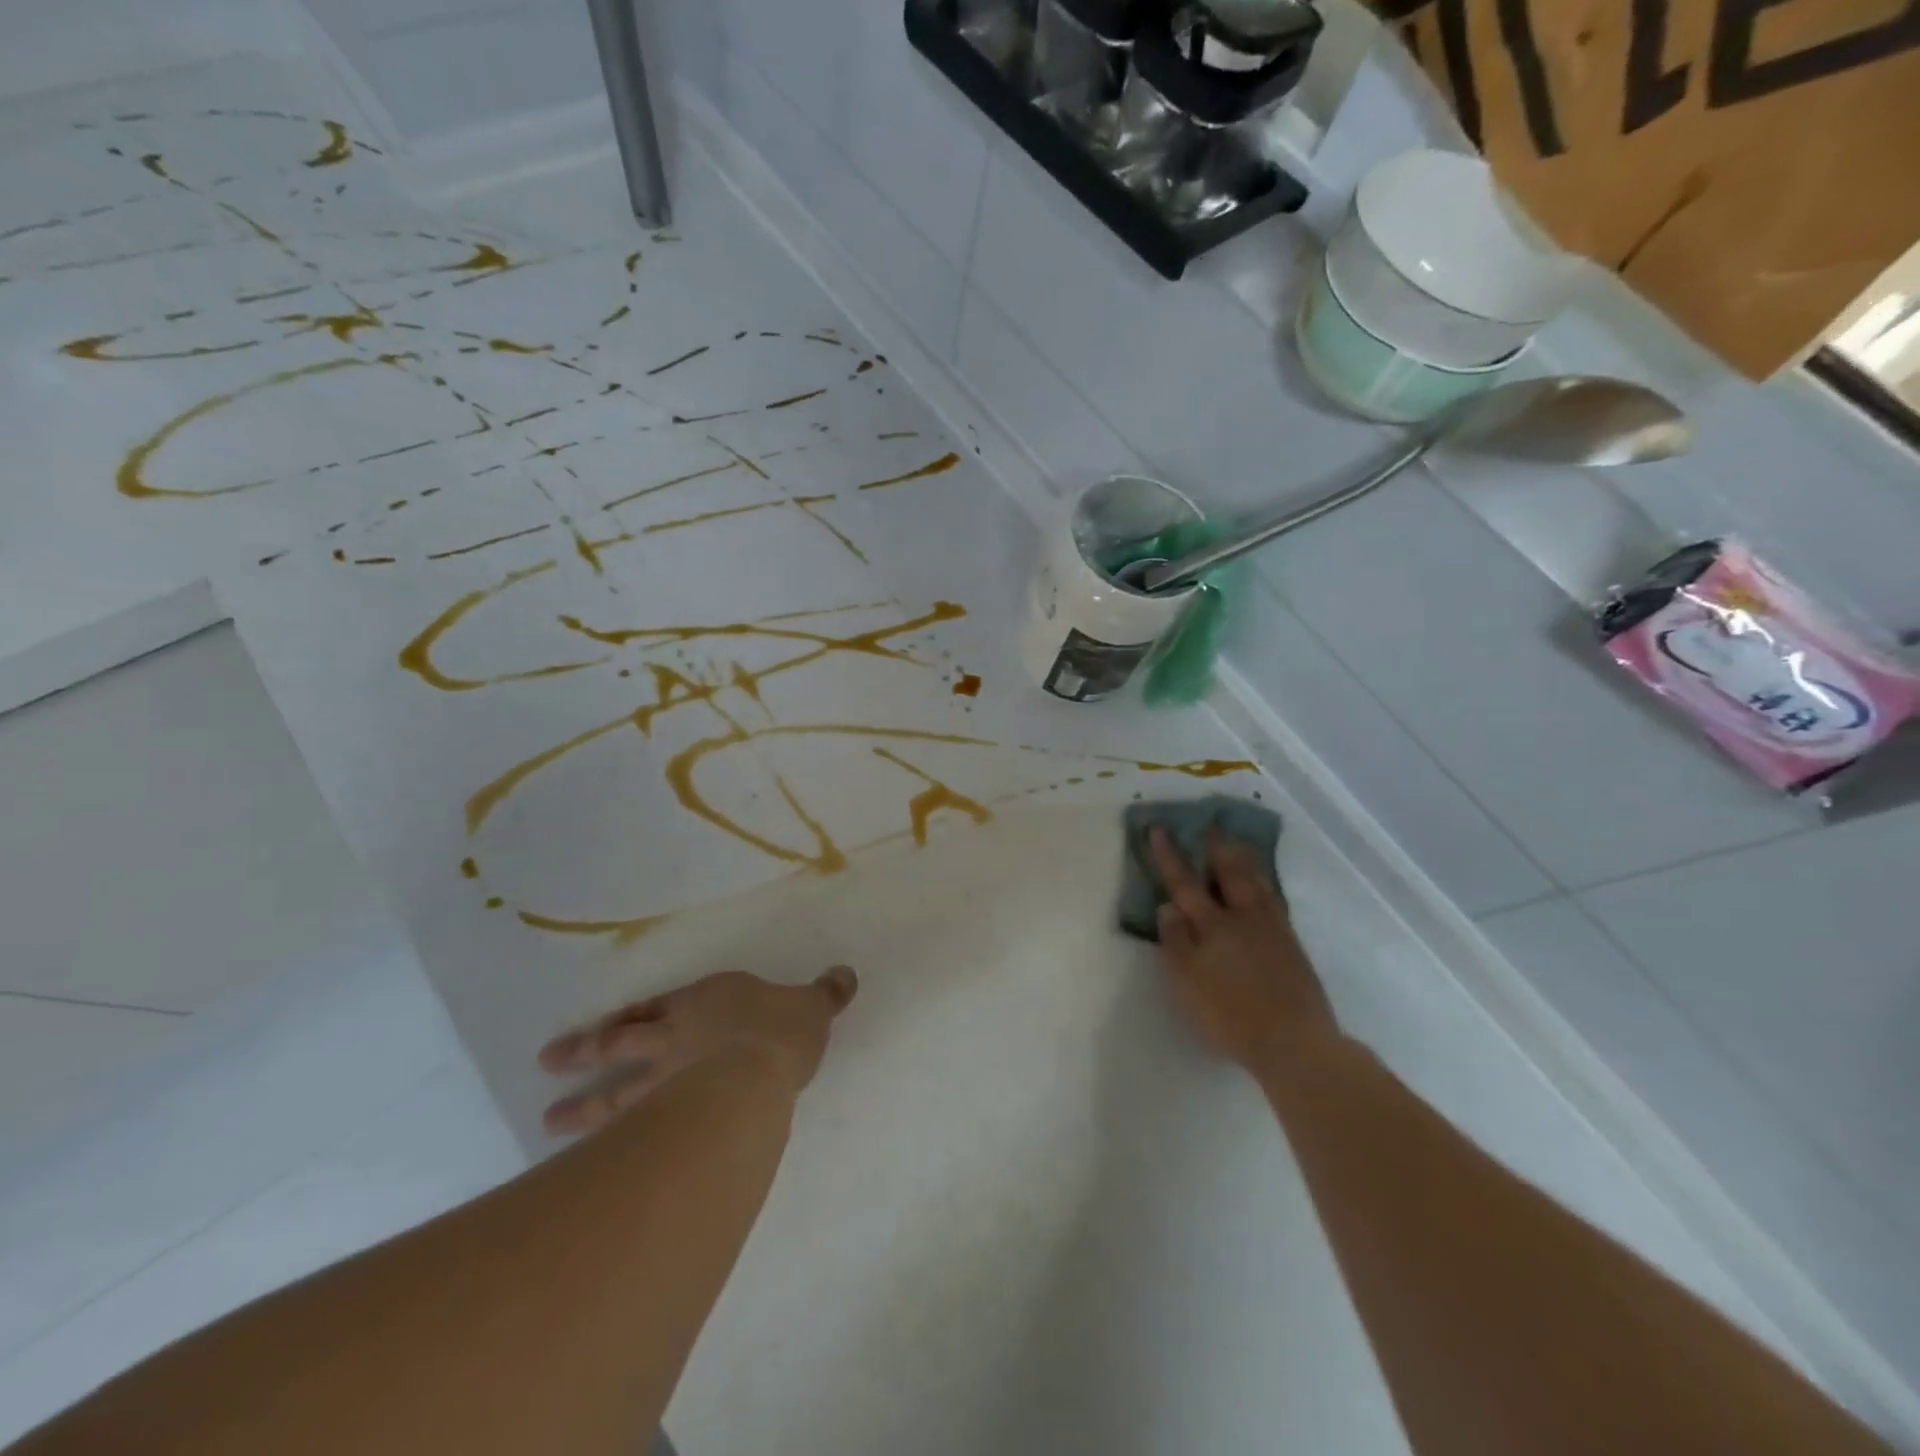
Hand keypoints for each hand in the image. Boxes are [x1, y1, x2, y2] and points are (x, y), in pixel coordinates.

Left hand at [537, 966, 857, 1134]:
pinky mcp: (664, 1116)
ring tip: (547, 1121)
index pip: (656, 1008)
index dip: (630, 1016)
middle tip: (547, 1064)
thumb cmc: (782, 1030)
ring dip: (581, 1104)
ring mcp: (664, 1080)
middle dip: (585, 1053)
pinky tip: (579, 1160)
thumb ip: (827, 992)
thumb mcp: (814, 1005)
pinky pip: (626, 1127)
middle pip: (620, 1044)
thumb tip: (847, 975)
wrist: (759, 1070)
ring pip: (613, 1090)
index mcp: (705, 1004)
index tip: (604, 1028)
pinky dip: (601, 1141)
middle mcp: (675, 1037)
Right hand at [1149, 827, 1339, 1072]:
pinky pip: (1274, 900)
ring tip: (1238, 842)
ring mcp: (1272, 930)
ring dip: (1244, 859)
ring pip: (1257, 883)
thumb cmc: (1231, 1015)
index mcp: (1213, 926)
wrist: (1294, 1043)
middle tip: (1211, 823)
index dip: (1170, 857)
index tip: (1159, 829)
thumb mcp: (1188, 982)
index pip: (1185, 884)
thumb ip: (1175, 941)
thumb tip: (1167, 906)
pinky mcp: (1291, 946)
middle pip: (1229, 873)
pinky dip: (1264, 884)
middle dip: (1217, 847)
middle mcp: (1243, 919)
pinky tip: (1263, 885)